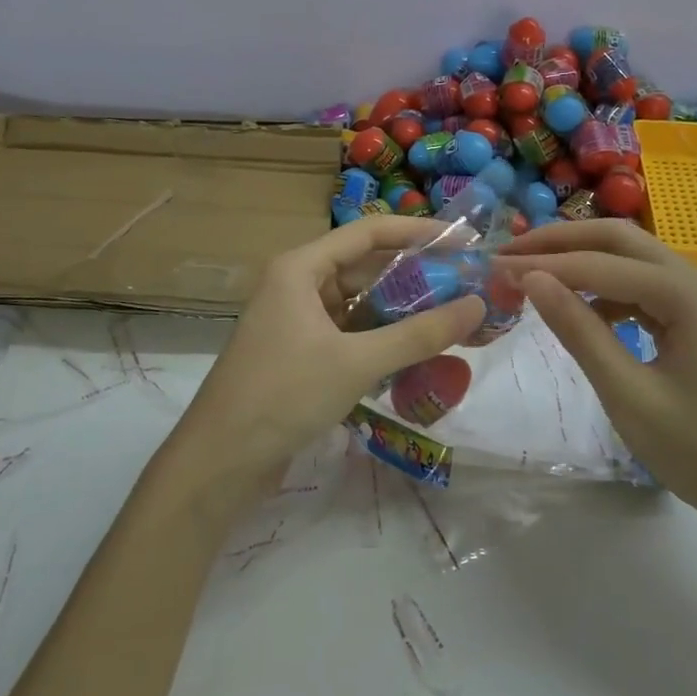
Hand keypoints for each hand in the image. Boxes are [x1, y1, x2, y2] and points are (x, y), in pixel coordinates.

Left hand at [167, 216, 485, 490]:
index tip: (462, 240)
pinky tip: (414, 353)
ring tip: (450, 317)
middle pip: (364, 267)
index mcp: (300, 268)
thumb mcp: (357, 362)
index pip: (368, 233)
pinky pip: (348, 333)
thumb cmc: (284, 395)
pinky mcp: (298, 353)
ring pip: (357, 304)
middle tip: (465, 284)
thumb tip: (477, 305)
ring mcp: (295, 320)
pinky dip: (379, 339)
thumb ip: (419, 334)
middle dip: (414, 276)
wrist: (219, 463)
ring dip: (398, 311)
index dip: (418, 232)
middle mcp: (296, 284)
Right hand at [498, 220, 696, 548]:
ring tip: (538, 277)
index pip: (599, 264)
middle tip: (512, 252)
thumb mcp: (628, 395)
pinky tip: (588, 312)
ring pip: (636, 258)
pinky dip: (613, 288)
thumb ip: (578, 330)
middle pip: (620, 239)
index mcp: (688, 293)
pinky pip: (652, 286)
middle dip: (562, 242)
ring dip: (586, 261)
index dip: (542, 263)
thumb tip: (530, 279)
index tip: (494, 265)